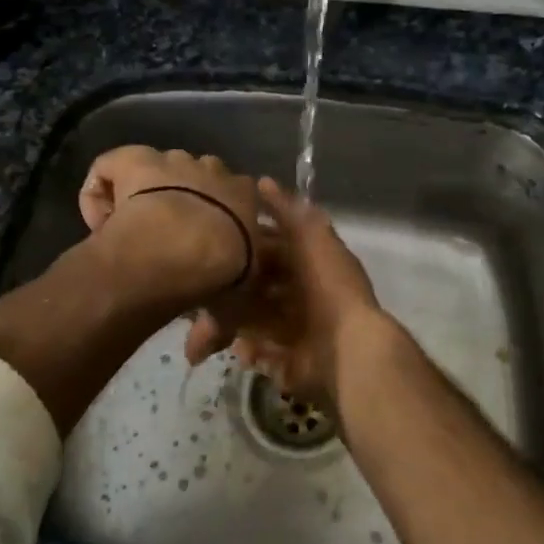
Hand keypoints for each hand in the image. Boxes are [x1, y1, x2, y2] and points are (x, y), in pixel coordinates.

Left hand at [78, 146, 267, 358]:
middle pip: (198, 176)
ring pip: (157, 168)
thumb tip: (196, 355)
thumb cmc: (223, 273)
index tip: (206, 250)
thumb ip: (216, 328)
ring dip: (146, 192)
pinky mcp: (134, 159)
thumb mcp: (233, 307)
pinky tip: (100, 217)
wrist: (186, 246)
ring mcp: (171, 161)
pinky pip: (111, 165)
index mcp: (246, 195)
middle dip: (185, 199)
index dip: (219, 220)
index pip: (237, 196)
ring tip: (133, 228)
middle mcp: (212, 169)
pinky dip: (102, 187)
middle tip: (169, 237)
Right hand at [226, 177, 390, 407]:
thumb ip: (288, 211)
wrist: (348, 350)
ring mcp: (294, 329)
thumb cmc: (329, 288)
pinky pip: (259, 353)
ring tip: (204, 335)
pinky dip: (248, 350)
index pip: (268, 249)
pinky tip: (243, 349)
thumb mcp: (311, 238)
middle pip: (253, 287)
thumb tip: (263, 182)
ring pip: (249, 321)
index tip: (210, 243)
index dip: (242, 245)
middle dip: (225, 292)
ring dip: (226, 325)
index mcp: (307, 263)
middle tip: (195, 299)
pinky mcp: (289, 362)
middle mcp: (300, 294)